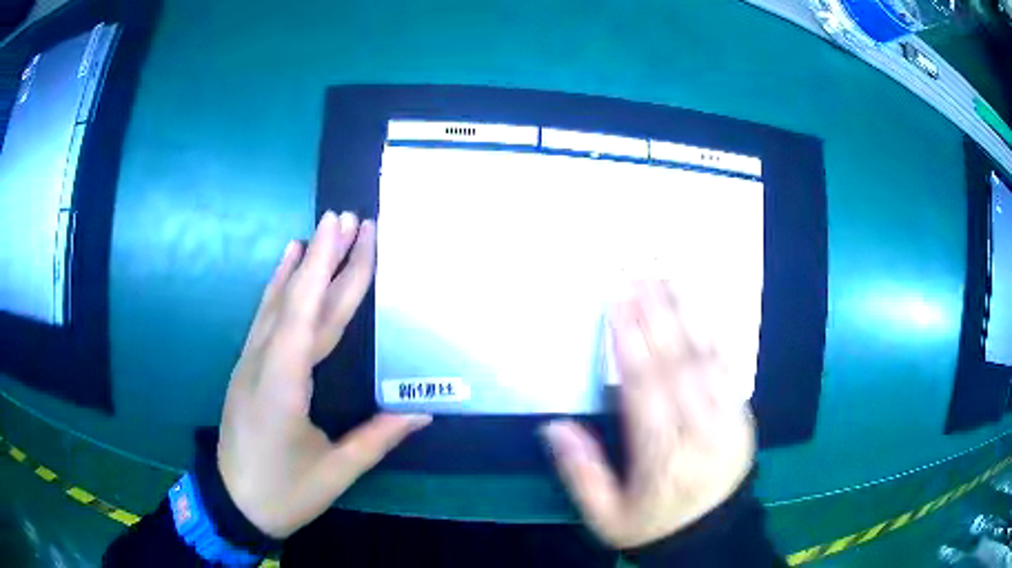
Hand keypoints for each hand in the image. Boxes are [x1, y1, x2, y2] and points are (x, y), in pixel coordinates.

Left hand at [217, 210, 430, 538]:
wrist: (234, 503)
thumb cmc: (285, 492)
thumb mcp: (335, 472)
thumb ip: (377, 438)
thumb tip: (421, 411)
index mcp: (284, 386)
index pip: (309, 316)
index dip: (328, 270)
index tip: (347, 230)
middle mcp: (263, 363)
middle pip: (297, 301)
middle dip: (325, 258)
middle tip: (351, 219)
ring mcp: (250, 362)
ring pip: (277, 303)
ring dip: (301, 265)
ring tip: (322, 231)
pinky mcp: (247, 367)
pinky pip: (265, 317)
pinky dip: (277, 286)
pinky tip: (285, 264)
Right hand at [542, 280, 755, 549]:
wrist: (713, 537)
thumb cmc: (654, 526)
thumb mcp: (608, 518)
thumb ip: (582, 475)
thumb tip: (555, 427)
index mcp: (662, 458)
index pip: (645, 389)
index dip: (630, 341)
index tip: (617, 299)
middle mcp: (699, 431)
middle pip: (677, 364)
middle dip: (656, 312)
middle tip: (639, 270)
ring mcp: (728, 420)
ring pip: (707, 359)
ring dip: (686, 313)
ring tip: (667, 275)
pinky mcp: (743, 416)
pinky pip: (729, 369)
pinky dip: (714, 335)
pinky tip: (701, 309)